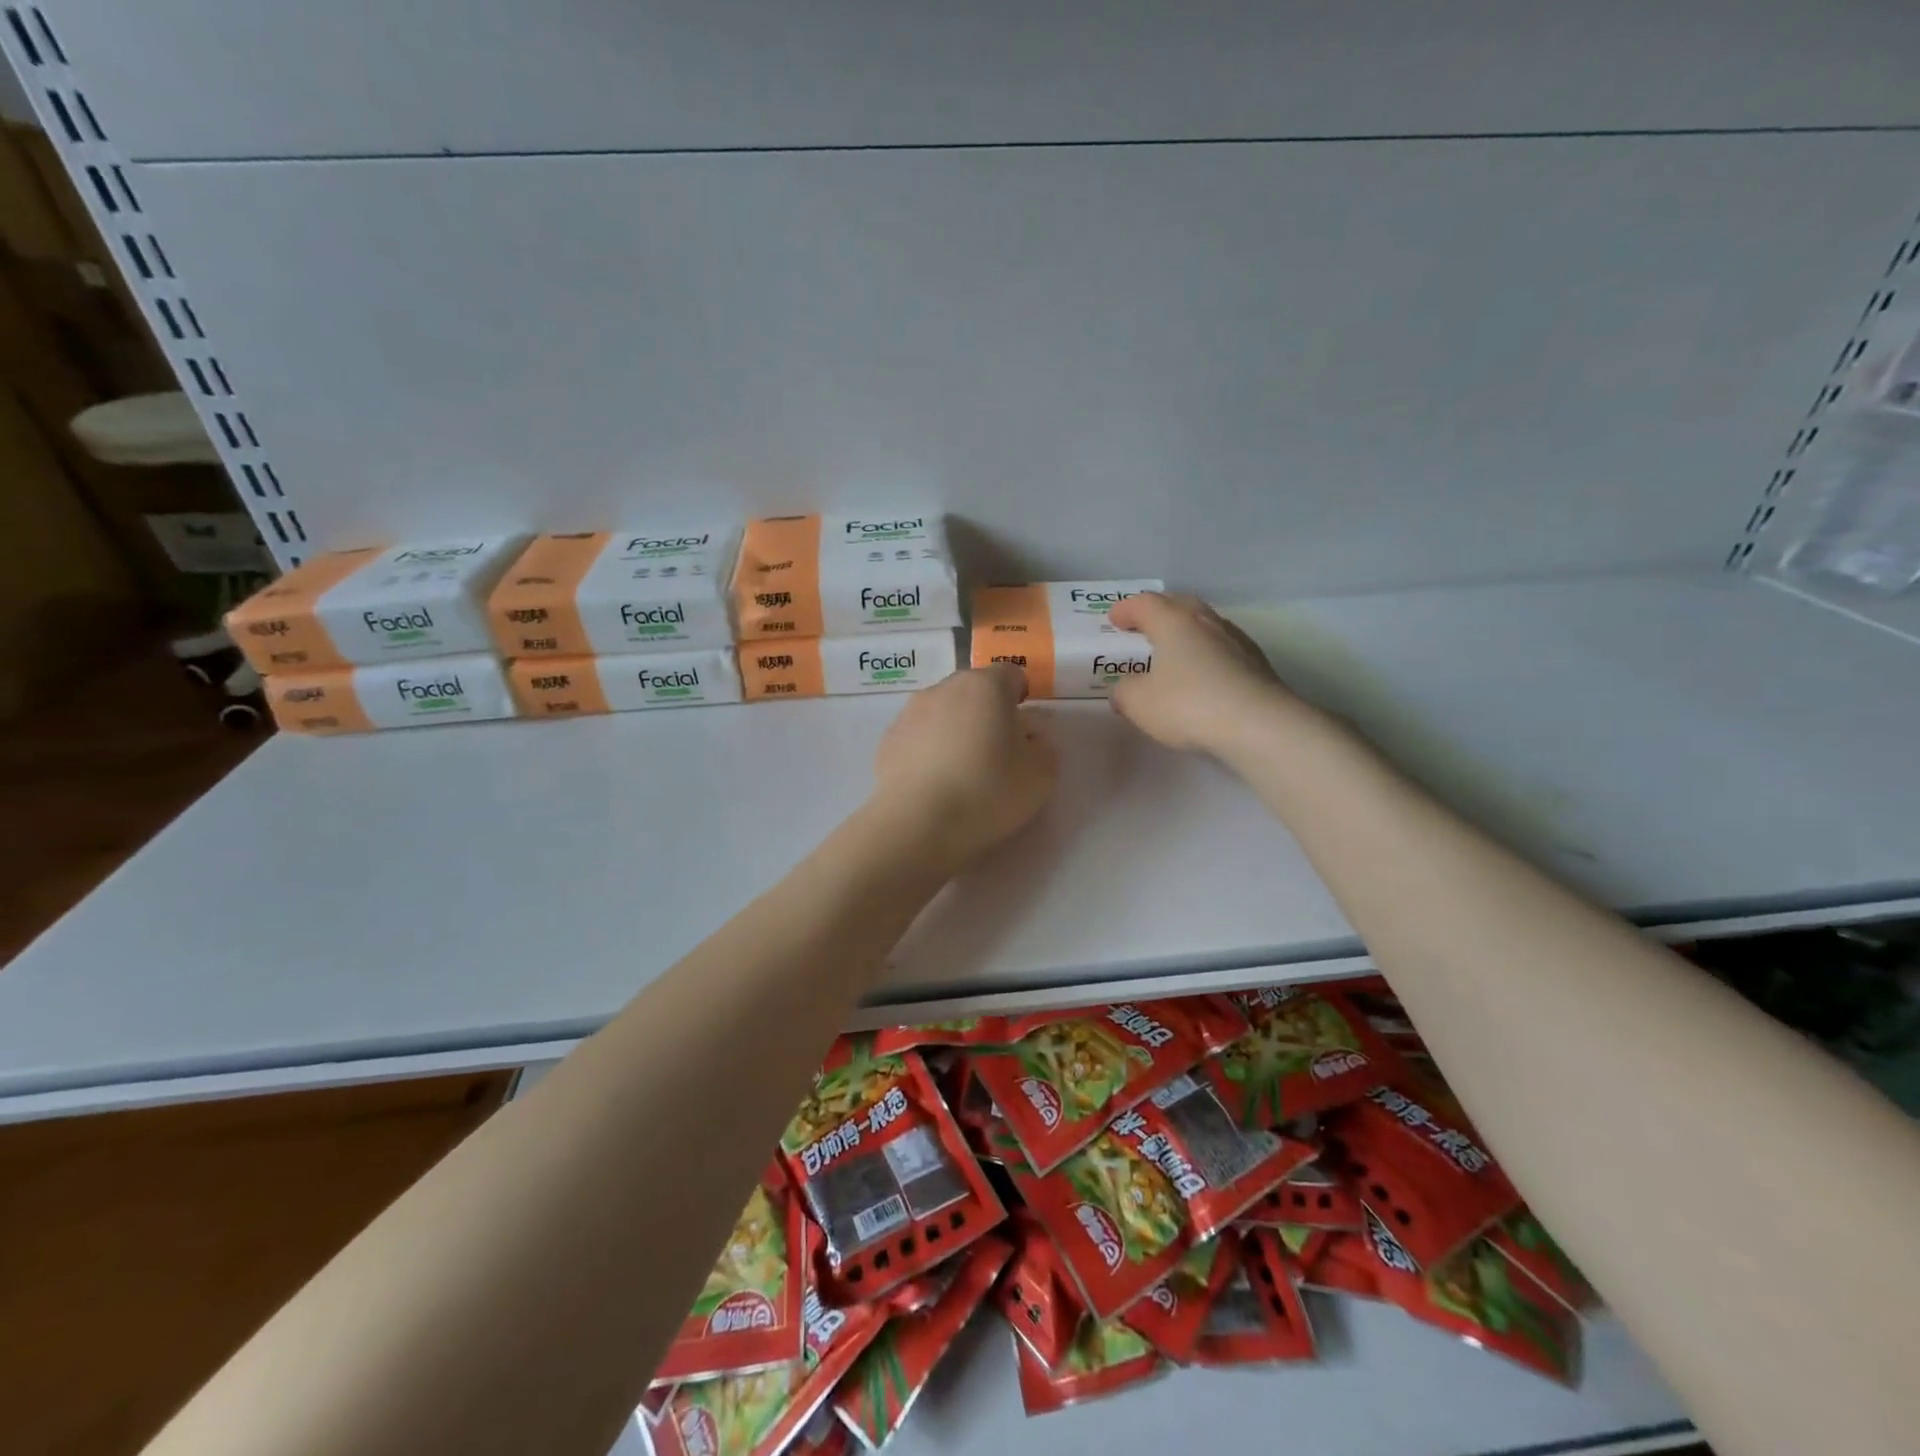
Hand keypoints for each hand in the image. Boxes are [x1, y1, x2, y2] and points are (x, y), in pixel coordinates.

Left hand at [869, 664, 1057, 871]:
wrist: (918, 823)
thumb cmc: (988, 790)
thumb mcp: (1041, 774)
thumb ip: (1043, 746)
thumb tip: (1028, 737)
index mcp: (985, 686)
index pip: (1010, 674)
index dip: (1021, 696)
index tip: (1023, 728)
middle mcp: (944, 688)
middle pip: (973, 690)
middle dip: (987, 712)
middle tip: (997, 752)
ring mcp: (910, 713)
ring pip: (942, 712)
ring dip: (955, 730)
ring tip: (963, 772)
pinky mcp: (887, 741)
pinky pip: (918, 737)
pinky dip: (929, 751)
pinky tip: (935, 784)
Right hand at [1107, 592, 1312, 755]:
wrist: (1259, 726)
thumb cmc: (1188, 705)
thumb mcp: (1139, 702)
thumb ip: (1125, 691)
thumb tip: (1126, 688)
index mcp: (1174, 622)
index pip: (1146, 604)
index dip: (1127, 609)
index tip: (1115, 620)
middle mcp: (1207, 622)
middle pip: (1180, 605)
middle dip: (1159, 612)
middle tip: (1144, 626)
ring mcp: (1237, 641)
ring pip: (1205, 625)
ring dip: (1186, 633)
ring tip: (1173, 651)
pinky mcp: (1257, 665)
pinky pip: (1222, 649)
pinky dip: (1206, 654)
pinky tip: (1202, 675)